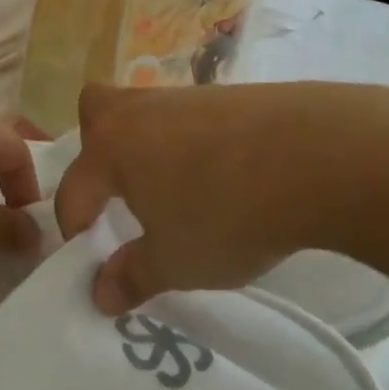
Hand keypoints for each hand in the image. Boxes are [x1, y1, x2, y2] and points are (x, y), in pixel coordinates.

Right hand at [54, 81, 373, 314]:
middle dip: (95, 147)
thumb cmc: (228, 213)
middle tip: (119, 189)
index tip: (92, 261)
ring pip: (143, 110)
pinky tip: (222, 173)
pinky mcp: (224, 95)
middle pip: (94, 110)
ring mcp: (182, 96)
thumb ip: (132, 276)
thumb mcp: (177, 261)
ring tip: (177, 189)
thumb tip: (99, 294)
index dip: (74, 229)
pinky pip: (187, 115)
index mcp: (111, 147)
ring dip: (146, 145)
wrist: (315, 156)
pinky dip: (190, 140)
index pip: (73, 189)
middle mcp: (136, 112)